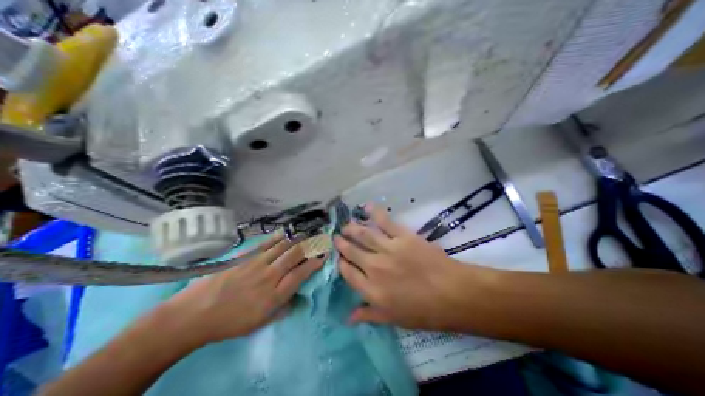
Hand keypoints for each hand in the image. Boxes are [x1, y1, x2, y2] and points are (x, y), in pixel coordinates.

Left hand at [163, 236, 323, 342]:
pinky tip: (286, 232)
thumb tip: (299, 298)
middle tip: (320, 239)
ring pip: (283, 246)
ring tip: (308, 232)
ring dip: (298, 238)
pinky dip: (279, 237)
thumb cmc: (230, 322)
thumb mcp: (260, 323)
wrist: (195, 314)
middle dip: (311, 245)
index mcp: (274, 296)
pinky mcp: (246, 256)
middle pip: (295, 255)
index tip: (324, 255)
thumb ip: (283, 309)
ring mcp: (257, 263)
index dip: (315, 263)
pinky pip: (267, 243)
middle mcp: (270, 276)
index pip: (301, 274)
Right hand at [334, 204, 487, 331]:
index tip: (339, 258)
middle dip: (342, 243)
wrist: (452, 293)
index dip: (341, 264)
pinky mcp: (402, 236)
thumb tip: (348, 317)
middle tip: (337, 237)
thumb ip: (369, 315)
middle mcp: (374, 267)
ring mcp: (387, 249)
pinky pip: (384, 222)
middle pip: (352, 251)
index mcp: (371, 289)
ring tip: (345, 225)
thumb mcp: (394, 319)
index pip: (348, 273)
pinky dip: (375, 213)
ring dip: (352, 229)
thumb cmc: (424, 311)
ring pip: (363, 235)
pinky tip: (367, 207)